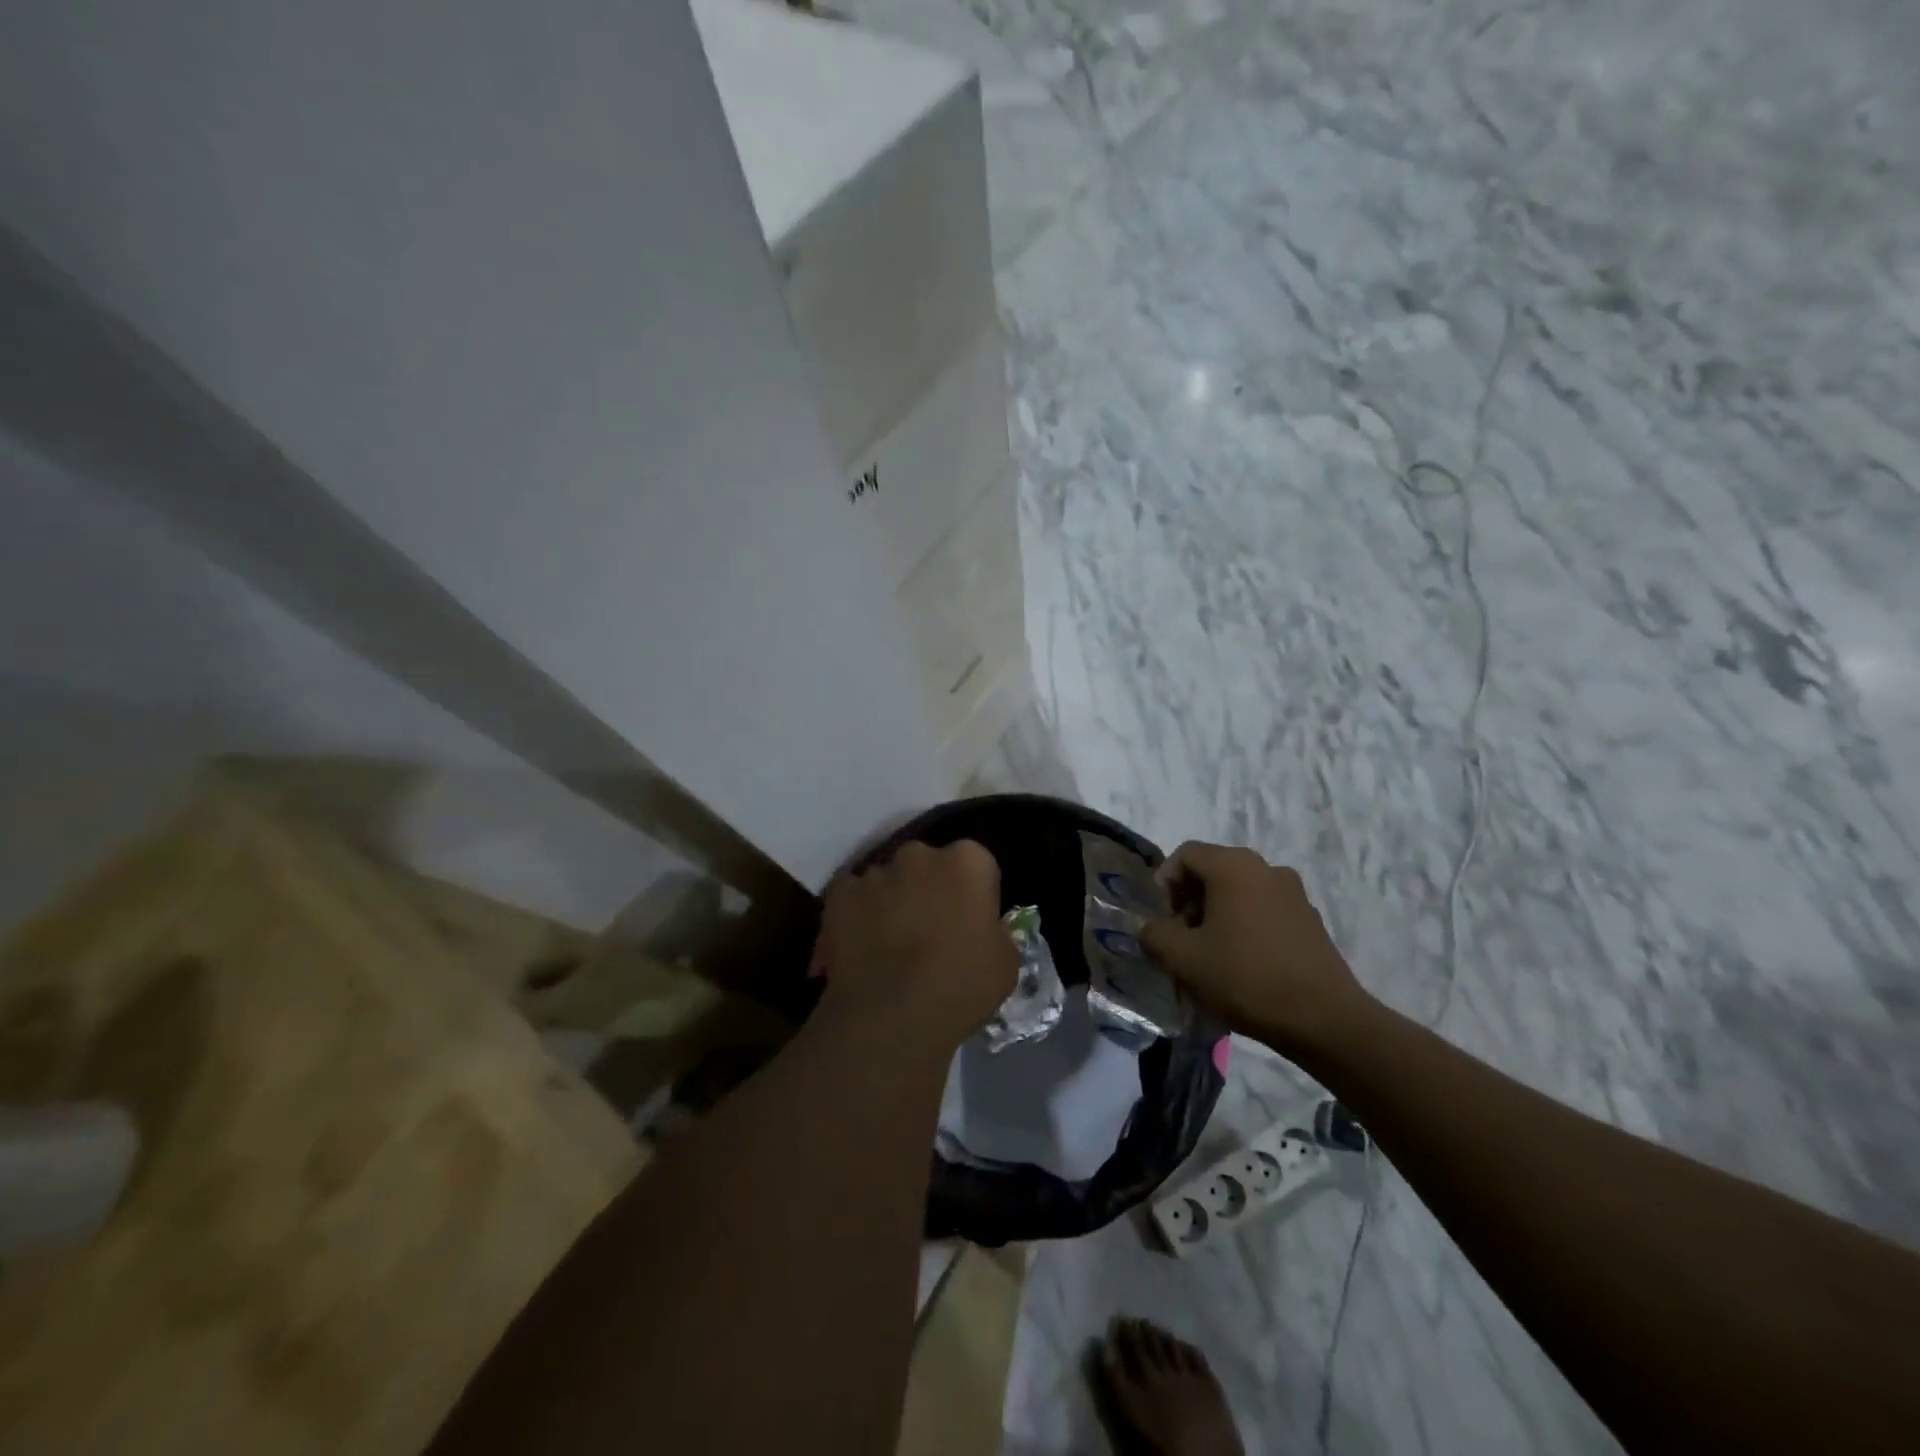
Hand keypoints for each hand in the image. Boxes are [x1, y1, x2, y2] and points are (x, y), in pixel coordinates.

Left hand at [814, 839, 1017, 1051]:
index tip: (970, 922)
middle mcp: (920, 854)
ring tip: (891, 943)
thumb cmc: (960, 987)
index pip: (976, 865)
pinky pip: (852, 895)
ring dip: (892, 899)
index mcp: (968, 861)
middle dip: (929, 887)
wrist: (890, 1016)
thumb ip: (994, 931)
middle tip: (930, 929)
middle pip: (928, 864)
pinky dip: (856, 912)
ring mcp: (875, 871)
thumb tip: (979, 929)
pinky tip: (861, 944)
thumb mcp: (1006, 963)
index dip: (973, 894)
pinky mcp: (839, 892)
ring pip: (888, 878)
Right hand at [1139, 842, 1371, 1054]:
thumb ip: (1154, 934)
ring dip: (1217, 917)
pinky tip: (1243, 967)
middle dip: (1189, 903)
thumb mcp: (1182, 959)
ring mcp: (1293, 894)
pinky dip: (1245, 928)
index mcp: (1234, 866)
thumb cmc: (1245, 978)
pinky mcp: (1310, 921)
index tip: (1162, 921)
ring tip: (1211, 958)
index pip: (1186, 854)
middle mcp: (1266, 868)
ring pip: (1239, 893)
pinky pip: (1264, 912)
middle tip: (1182, 941)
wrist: (1324, 1020)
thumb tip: (1151, 928)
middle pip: (1213, 872)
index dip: (1164, 884)